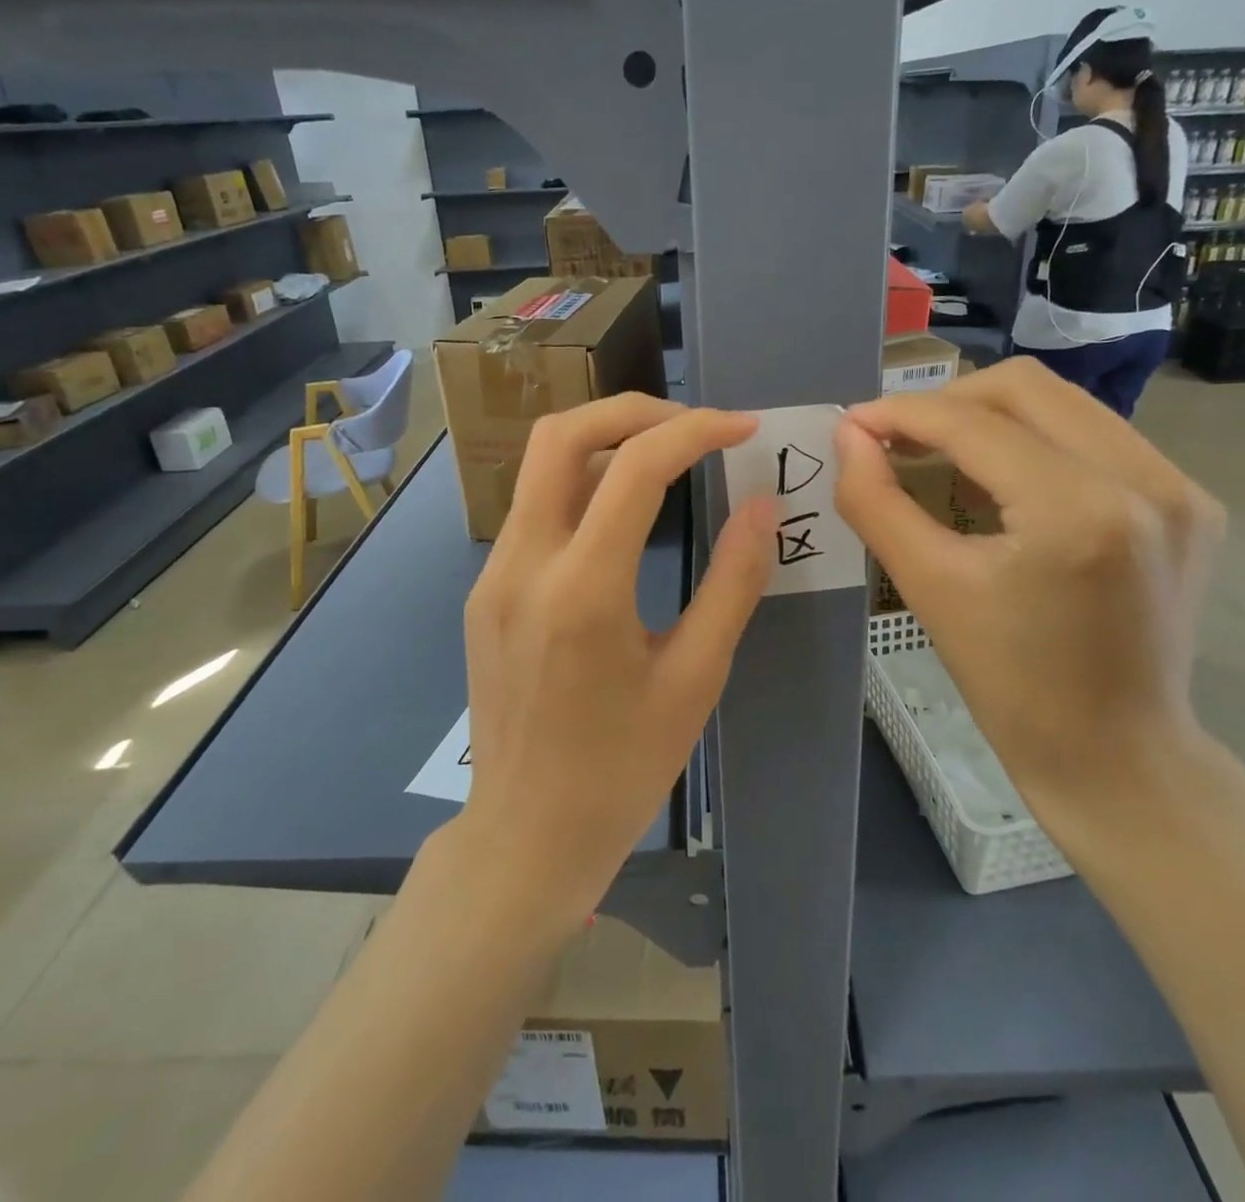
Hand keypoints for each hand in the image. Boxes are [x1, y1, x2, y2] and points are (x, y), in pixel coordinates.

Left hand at [458, 393, 775, 925]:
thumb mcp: (695, 679)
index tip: (743, 428)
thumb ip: (732, 584)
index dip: (697, 431)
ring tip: (667, 456)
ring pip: (539, 465)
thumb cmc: (622, 769)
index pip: (636, 467)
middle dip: (634, 410)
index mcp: (583, 591)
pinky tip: (621, 511)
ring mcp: (492, 575)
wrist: (526, 835)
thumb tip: (760, 507)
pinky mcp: (484, 590)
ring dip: (605, 441)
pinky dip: (581, 483)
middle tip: (694, 425)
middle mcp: (523, 565)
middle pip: (562, 434)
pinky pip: (533, 508)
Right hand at [833, 359, 1224, 812]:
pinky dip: (1035, 441)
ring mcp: (1179, 487)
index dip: (902, 413)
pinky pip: (1096, 436)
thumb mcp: (930, 589)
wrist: (1118, 755)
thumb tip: (847, 436)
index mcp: (1078, 511)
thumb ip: (876, 502)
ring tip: (941, 454)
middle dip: (947, 402)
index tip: (854, 423)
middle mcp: (1144, 481)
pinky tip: (1003, 481)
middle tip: (897, 438)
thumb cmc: (1012, 685)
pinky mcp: (1190, 501)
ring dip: (991, 417)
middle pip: (1025, 387)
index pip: (973, 423)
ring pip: (1064, 403)